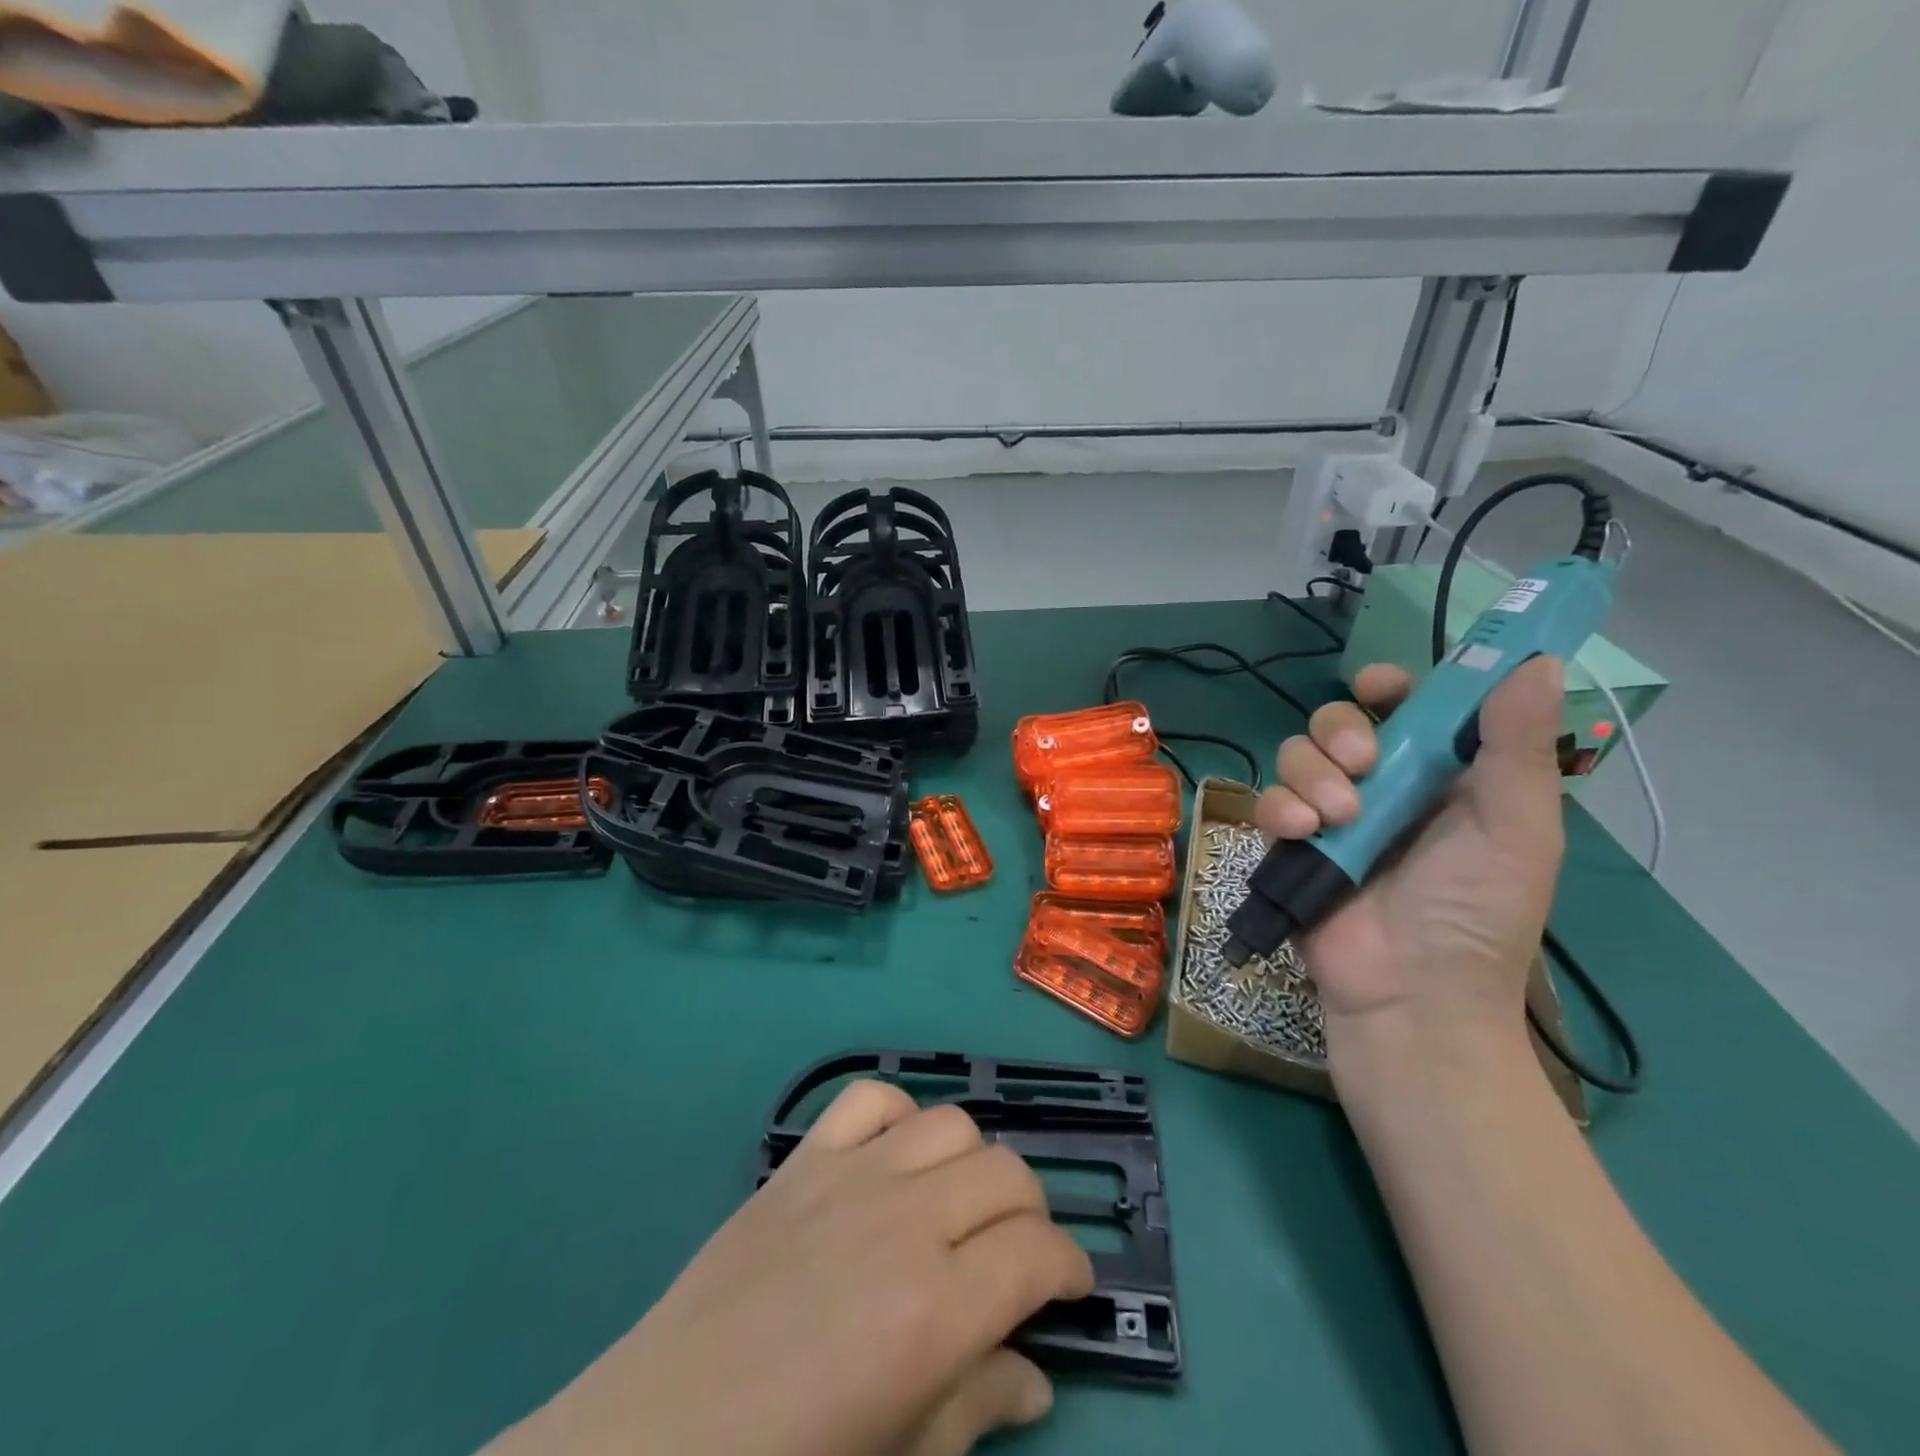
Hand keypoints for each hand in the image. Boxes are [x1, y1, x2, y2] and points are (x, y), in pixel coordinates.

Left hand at [487, 1081, 1092, 1455]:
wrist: (658, 1437)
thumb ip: (978, 1408)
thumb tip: (1036, 1376)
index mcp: (936, 1308)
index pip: (1039, 1253)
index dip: (1070, 1268)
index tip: (1069, 1288)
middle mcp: (904, 1220)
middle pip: (1007, 1174)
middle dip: (1031, 1215)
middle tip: (1016, 1257)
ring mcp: (850, 1175)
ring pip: (952, 1124)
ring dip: (974, 1163)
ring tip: (959, 1206)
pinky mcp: (804, 1158)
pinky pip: (871, 1099)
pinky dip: (899, 1116)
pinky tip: (895, 1158)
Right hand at [1253, 657, 1567, 1082]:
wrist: (1413, 994)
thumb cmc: (1477, 912)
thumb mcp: (1515, 828)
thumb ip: (1517, 746)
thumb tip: (1536, 660)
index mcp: (1440, 776)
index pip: (1407, 708)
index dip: (1390, 687)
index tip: (1379, 687)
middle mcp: (1381, 786)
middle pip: (1338, 722)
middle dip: (1342, 731)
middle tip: (1364, 764)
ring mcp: (1330, 815)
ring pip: (1296, 755)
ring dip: (1312, 774)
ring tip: (1338, 816)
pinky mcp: (1290, 844)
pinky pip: (1268, 801)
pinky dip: (1280, 807)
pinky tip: (1303, 832)